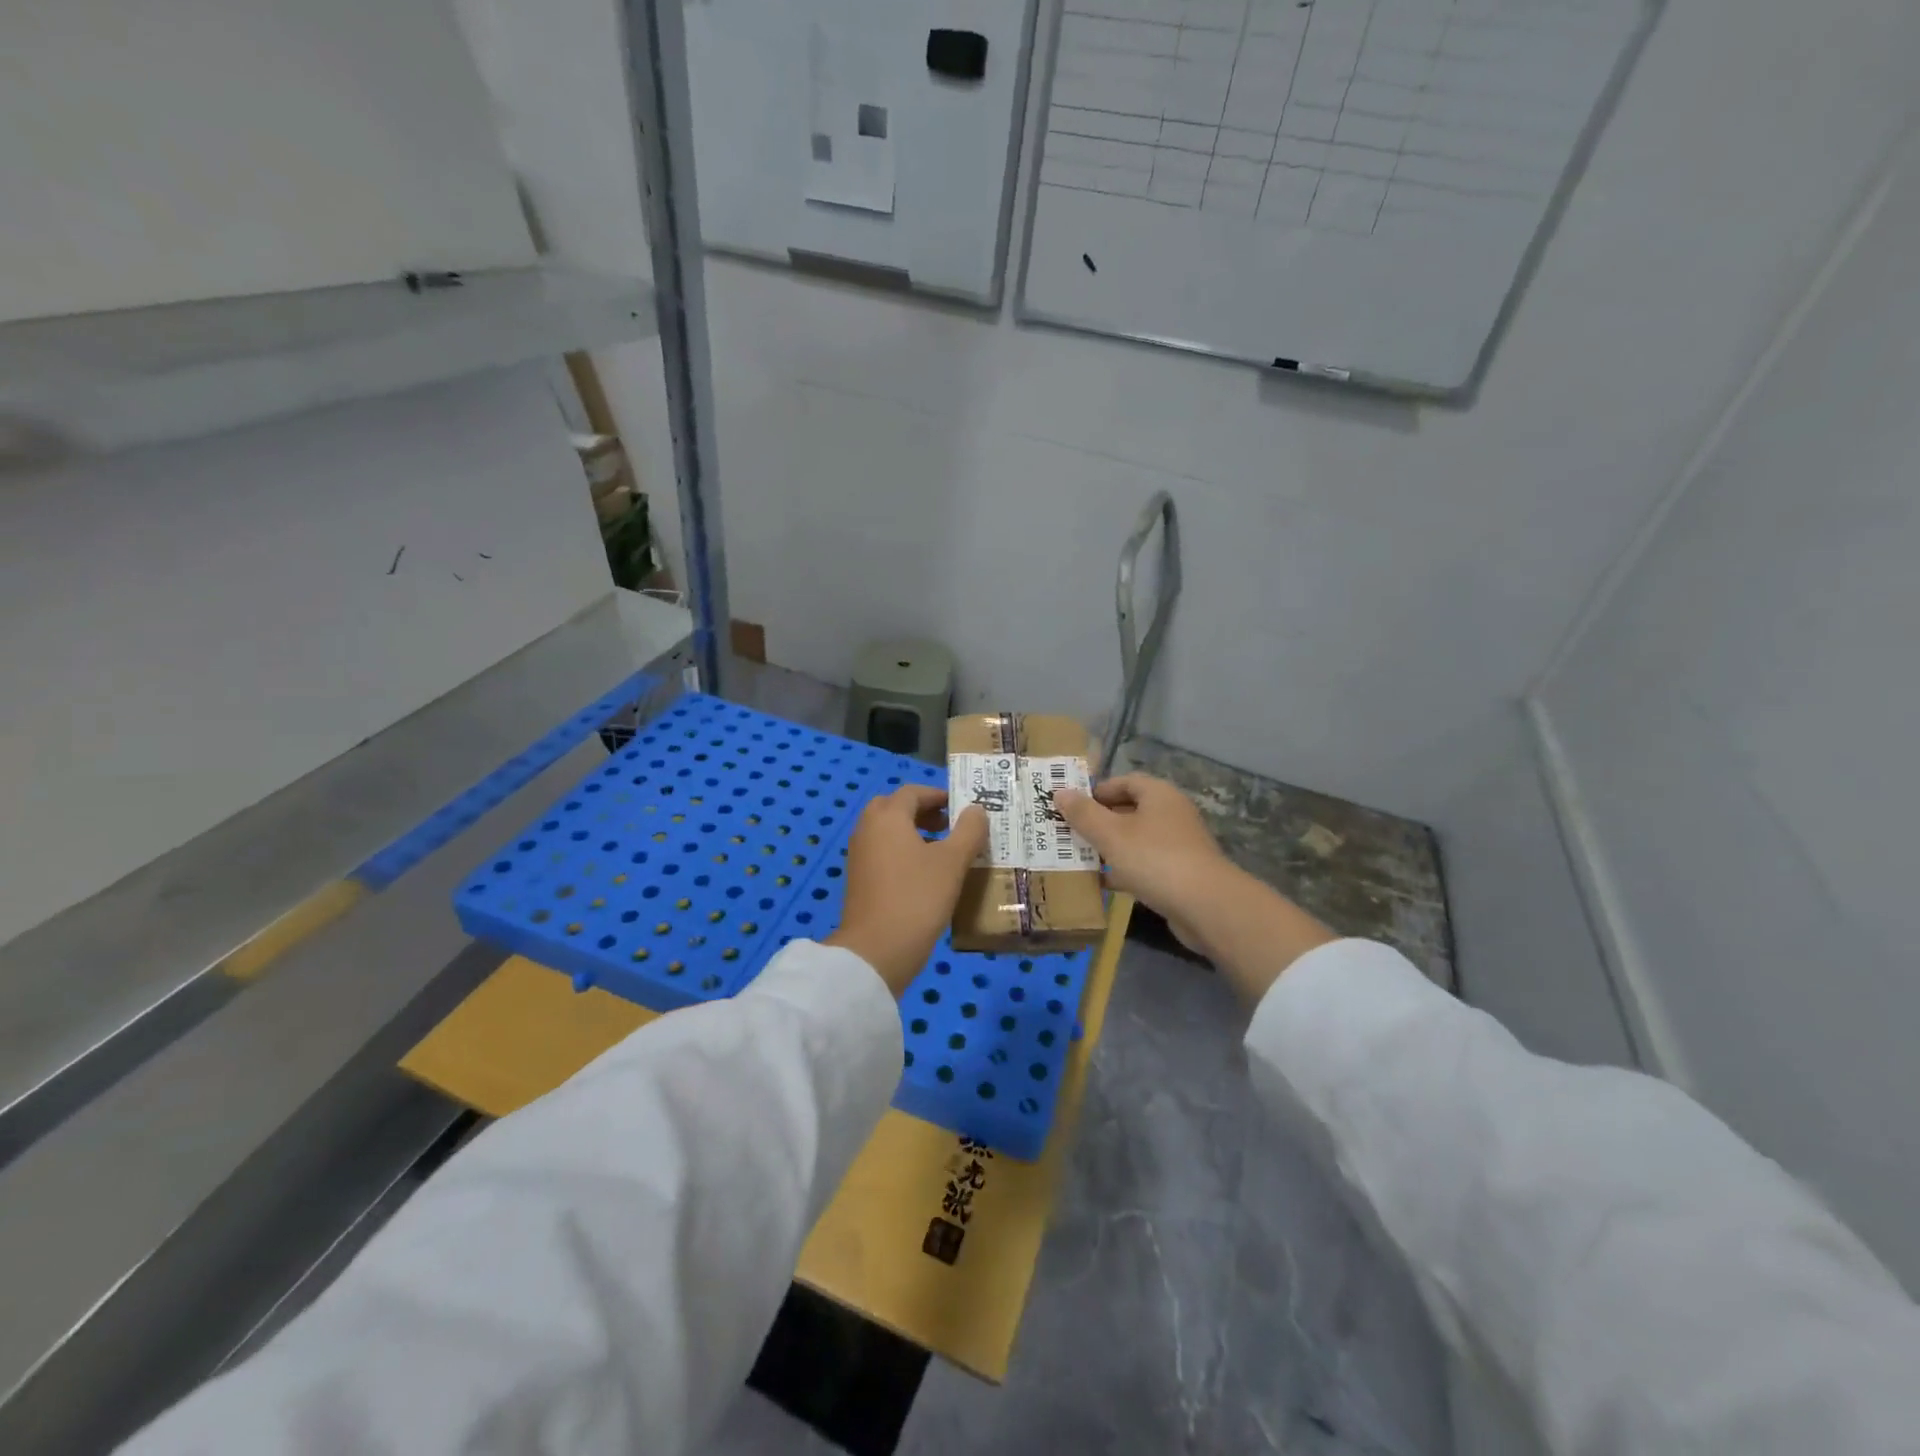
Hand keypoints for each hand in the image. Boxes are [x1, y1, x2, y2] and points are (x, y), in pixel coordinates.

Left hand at [825, 786, 986, 995]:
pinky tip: (925, 874)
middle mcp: (868, 829)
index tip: (961, 806)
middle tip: (949, 824)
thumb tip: (976, 810)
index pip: (912, 792)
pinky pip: (882, 852)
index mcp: (888, 817)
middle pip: (894, 808)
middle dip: (922, 811)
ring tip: (943, 850)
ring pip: (887, 831)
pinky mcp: (859, 879)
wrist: (876, 951)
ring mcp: (859, 855)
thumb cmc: (917, 898)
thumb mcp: (952, 862)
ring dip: (913, 832)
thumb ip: (968, 831)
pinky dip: (902, 851)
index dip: (938, 795)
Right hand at [1053, 773, 1231, 953]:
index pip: (1124, 782)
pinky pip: (1145, 864)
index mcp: (1159, 795)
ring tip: (1080, 856)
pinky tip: (1103, 883)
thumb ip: (1083, 814)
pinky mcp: (1179, 873)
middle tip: (1069, 832)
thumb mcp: (1111, 834)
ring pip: (1136, 840)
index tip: (1072, 806)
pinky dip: (1124, 870)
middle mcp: (1171, 814)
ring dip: (1110, 847)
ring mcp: (1178, 845)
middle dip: (1099, 821)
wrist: (1205, 906)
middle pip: (1129, 810)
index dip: (1097, 791)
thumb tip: (1060, 792)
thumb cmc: (1154, 859)